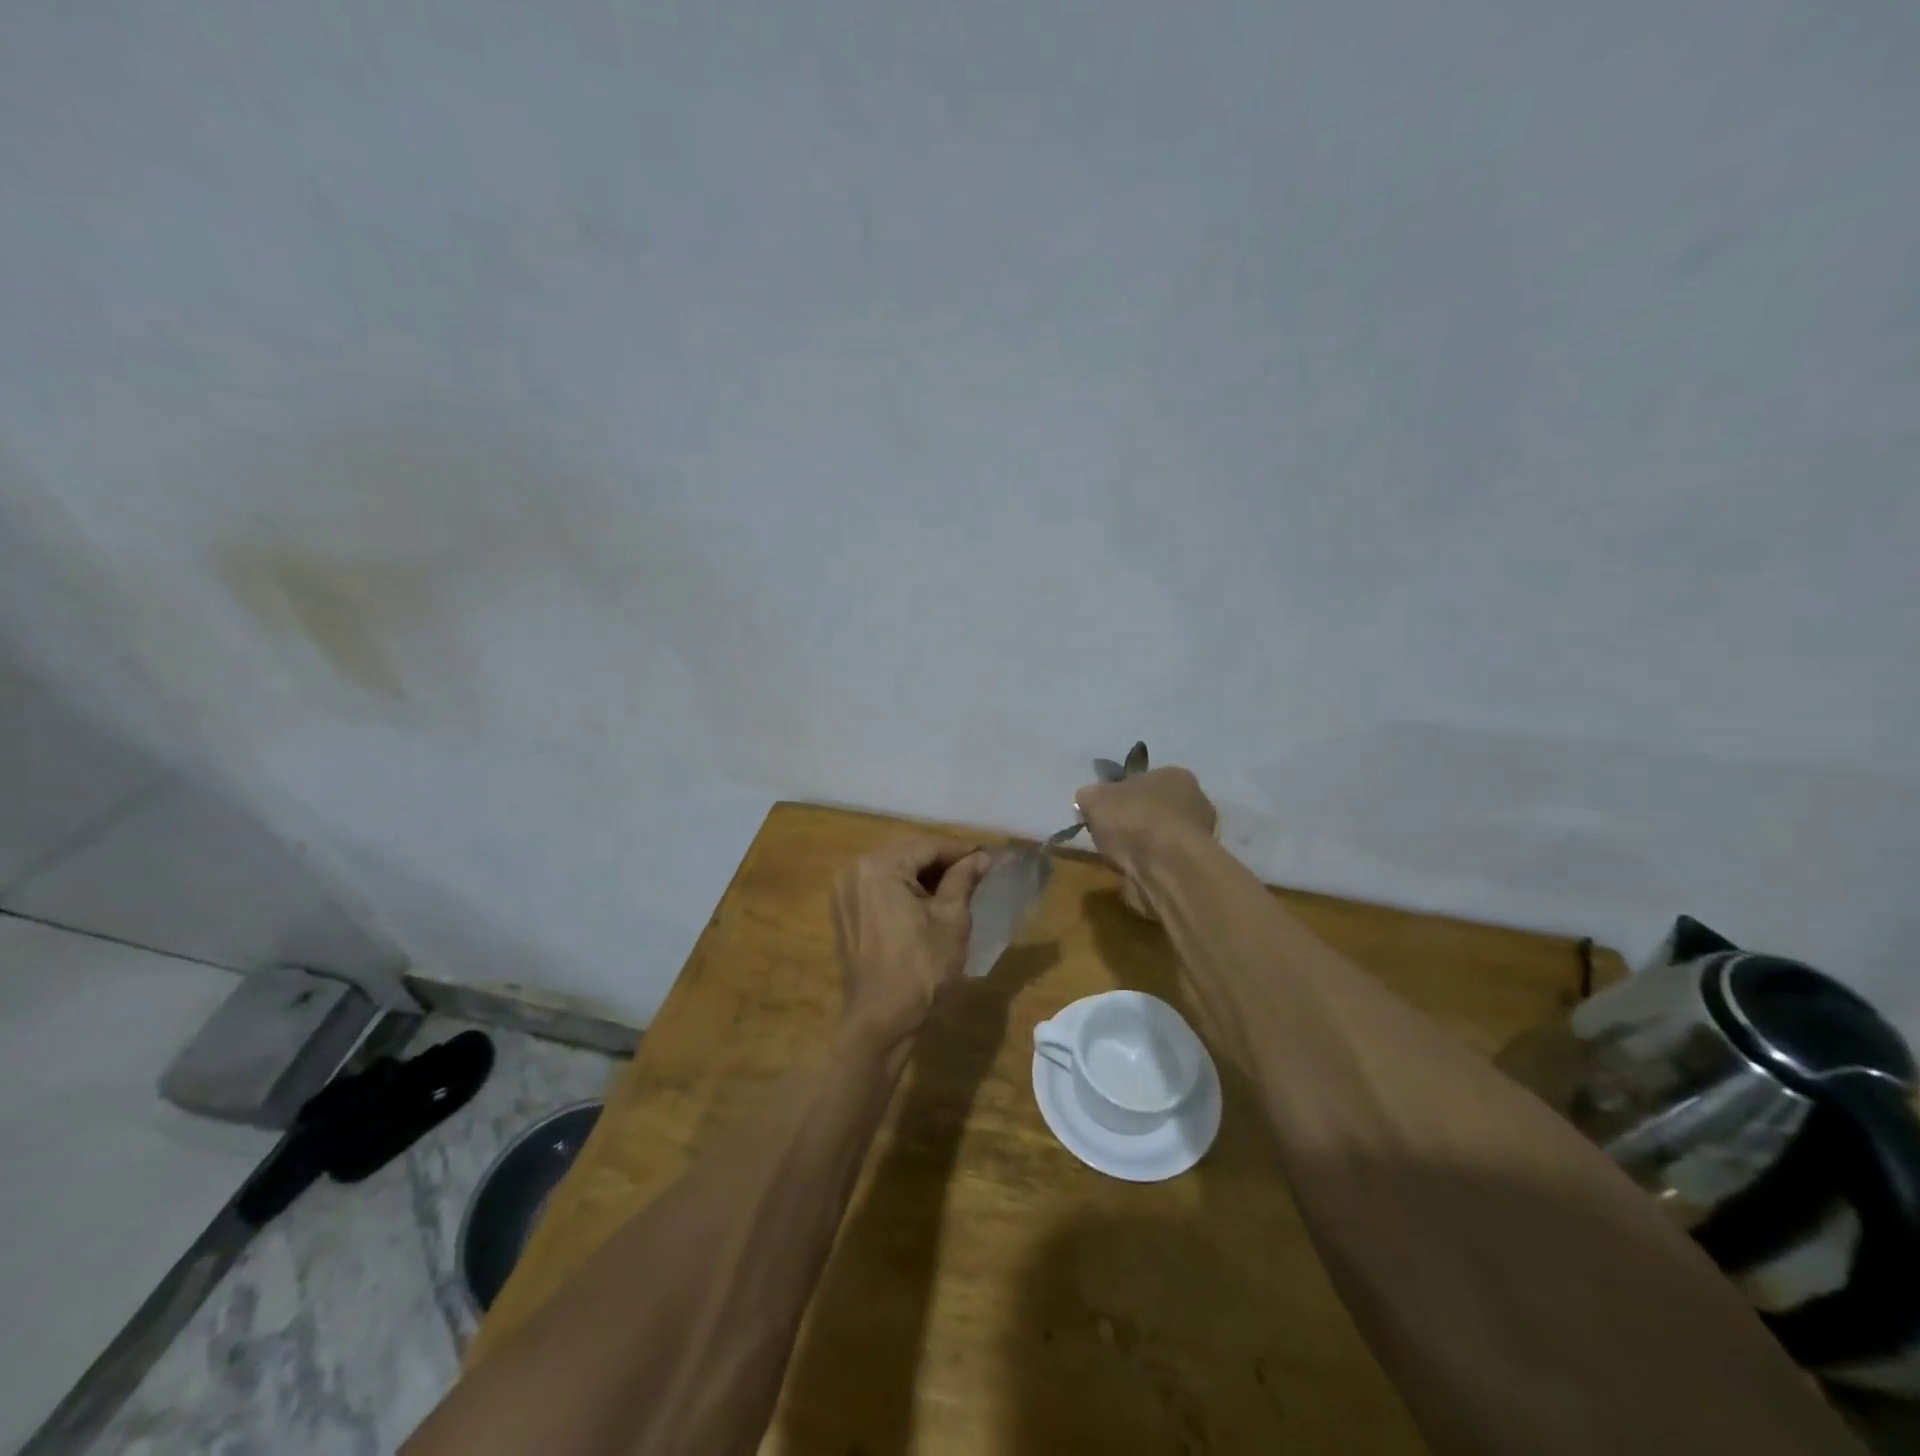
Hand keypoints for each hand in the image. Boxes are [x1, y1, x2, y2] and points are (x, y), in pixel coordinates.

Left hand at [831, 837, 993, 1045]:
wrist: (881, 1020)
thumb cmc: (921, 968)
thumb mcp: (951, 919)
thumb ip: (963, 879)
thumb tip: (980, 857)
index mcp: (879, 867)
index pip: (927, 845)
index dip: (960, 850)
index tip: (987, 856)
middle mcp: (855, 870)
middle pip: (907, 853)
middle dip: (941, 860)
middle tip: (975, 870)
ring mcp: (844, 891)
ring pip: (892, 868)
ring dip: (922, 873)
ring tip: (956, 885)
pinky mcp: (844, 911)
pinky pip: (878, 886)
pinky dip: (903, 888)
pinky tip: (927, 901)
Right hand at [1075, 766, 1216, 919]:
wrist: (1163, 866)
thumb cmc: (1132, 818)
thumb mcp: (1093, 798)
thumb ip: (1090, 797)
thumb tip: (1089, 801)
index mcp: (1175, 776)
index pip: (1145, 781)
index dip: (1122, 795)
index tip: (1105, 811)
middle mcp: (1195, 802)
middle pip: (1155, 810)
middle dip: (1134, 822)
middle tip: (1110, 835)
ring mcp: (1199, 838)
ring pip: (1160, 838)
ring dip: (1141, 848)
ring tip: (1119, 858)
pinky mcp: (1193, 868)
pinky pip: (1163, 863)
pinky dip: (1148, 868)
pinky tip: (1133, 873)